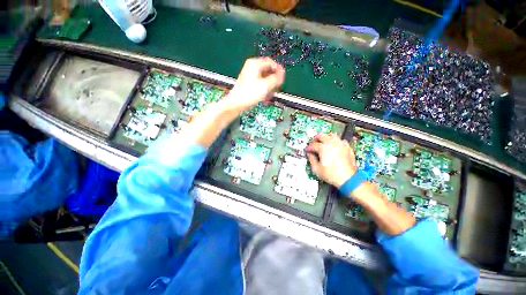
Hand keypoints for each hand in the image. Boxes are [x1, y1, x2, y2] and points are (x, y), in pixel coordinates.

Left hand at [226, 57, 285, 111]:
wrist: (237, 103)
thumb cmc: (249, 94)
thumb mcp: (266, 86)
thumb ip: (276, 78)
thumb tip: (282, 74)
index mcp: (255, 64)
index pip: (271, 62)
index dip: (278, 70)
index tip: (282, 79)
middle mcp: (252, 67)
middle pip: (268, 71)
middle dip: (273, 80)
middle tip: (277, 88)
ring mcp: (250, 75)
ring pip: (265, 78)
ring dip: (269, 86)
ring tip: (270, 94)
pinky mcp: (249, 83)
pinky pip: (260, 83)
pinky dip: (264, 89)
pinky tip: (265, 96)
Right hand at [306, 134, 357, 187]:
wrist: (348, 178)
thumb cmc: (331, 174)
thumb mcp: (316, 169)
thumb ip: (311, 159)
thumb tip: (309, 154)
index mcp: (323, 148)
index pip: (313, 145)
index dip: (309, 148)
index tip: (307, 151)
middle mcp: (332, 143)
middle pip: (322, 135)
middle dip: (316, 139)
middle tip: (314, 143)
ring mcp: (340, 144)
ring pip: (332, 135)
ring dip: (326, 137)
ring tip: (323, 143)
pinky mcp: (347, 147)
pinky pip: (340, 140)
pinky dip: (335, 141)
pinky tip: (334, 146)